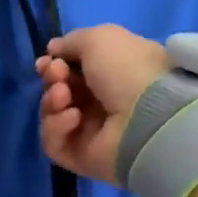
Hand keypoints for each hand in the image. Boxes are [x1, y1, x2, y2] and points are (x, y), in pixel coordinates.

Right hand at [35, 25, 169, 184]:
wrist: (149, 116)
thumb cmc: (128, 69)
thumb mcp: (100, 39)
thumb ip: (72, 42)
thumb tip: (53, 50)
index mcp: (112, 74)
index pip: (74, 70)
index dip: (56, 63)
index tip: (48, 60)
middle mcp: (101, 103)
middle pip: (60, 91)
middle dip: (52, 80)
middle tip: (57, 76)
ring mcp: (91, 133)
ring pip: (52, 116)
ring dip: (51, 102)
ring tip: (63, 96)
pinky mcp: (81, 158)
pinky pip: (54, 143)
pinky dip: (56, 128)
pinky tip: (73, 118)